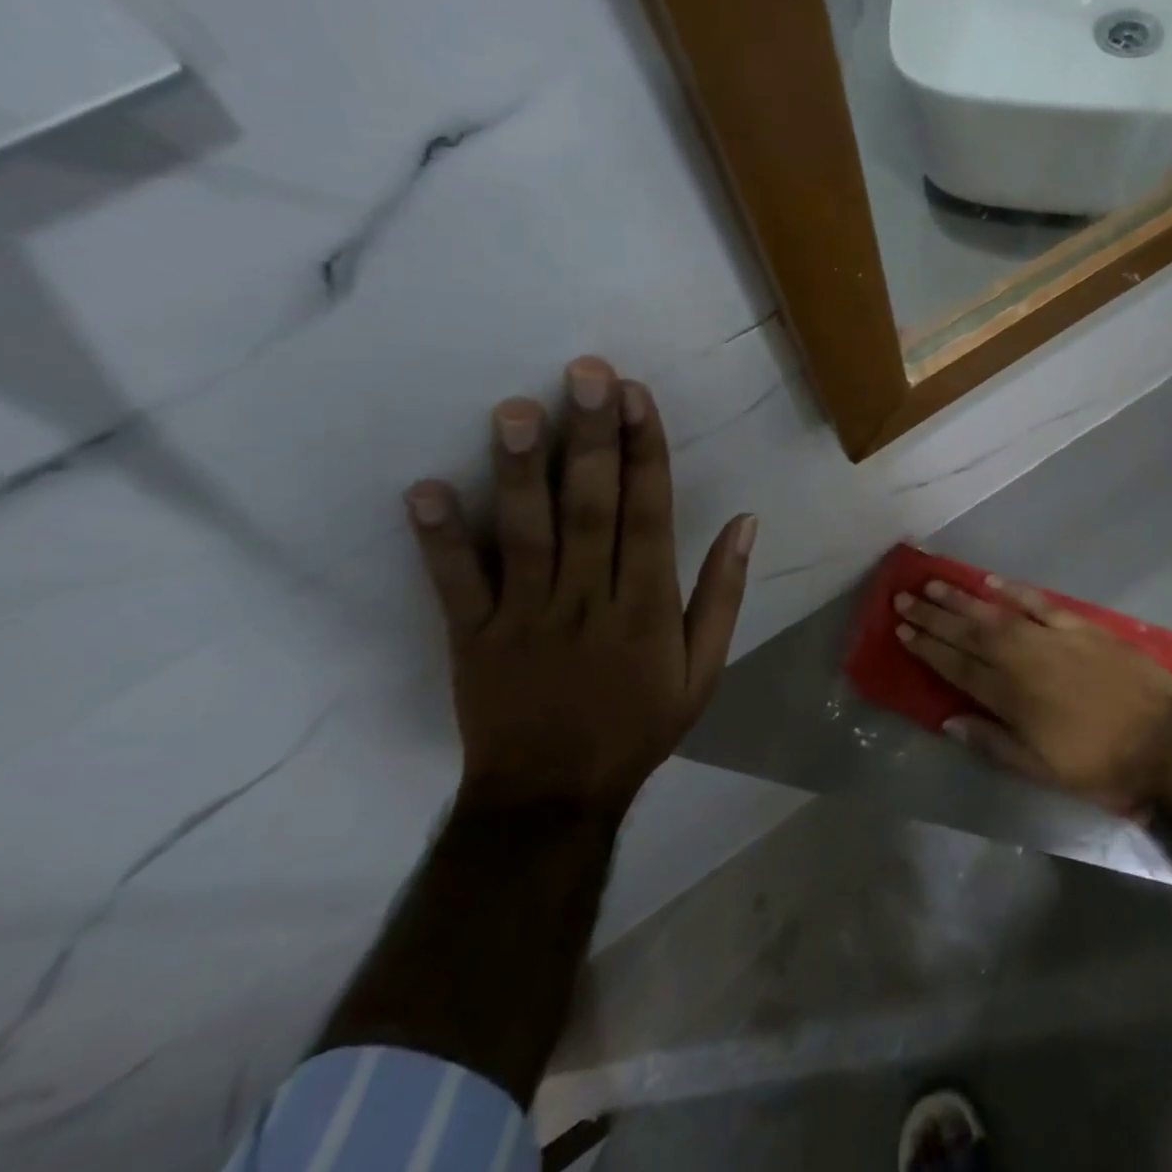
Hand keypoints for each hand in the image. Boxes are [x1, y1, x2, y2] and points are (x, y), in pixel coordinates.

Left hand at [405, 356, 756, 810]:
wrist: (552, 797)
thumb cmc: (639, 726)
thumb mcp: (705, 671)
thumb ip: (723, 594)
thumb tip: (745, 522)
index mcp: (647, 607)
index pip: (650, 515)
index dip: (644, 452)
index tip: (636, 397)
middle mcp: (588, 601)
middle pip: (591, 509)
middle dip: (591, 438)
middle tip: (586, 373)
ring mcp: (524, 618)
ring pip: (525, 535)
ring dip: (520, 472)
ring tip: (516, 410)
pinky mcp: (472, 638)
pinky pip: (455, 585)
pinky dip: (439, 540)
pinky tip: (425, 490)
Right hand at [893, 578, 1171, 814]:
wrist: (1166, 741)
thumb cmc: (1100, 764)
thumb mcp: (1041, 770)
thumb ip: (992, 743)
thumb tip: (948, 721)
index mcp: (1010, 696)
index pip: (956, 666)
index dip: (927, 647)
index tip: (902, 630)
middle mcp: (1022, 659)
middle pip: (968, 632)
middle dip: (933, 616)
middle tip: (904, 598)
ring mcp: (1051, 638)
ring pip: (996, 612)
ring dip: (961, 598)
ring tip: (933, 583)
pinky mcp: (1080, 626)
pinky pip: (1039, 602)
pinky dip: (1014, 590)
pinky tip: (991, 581)